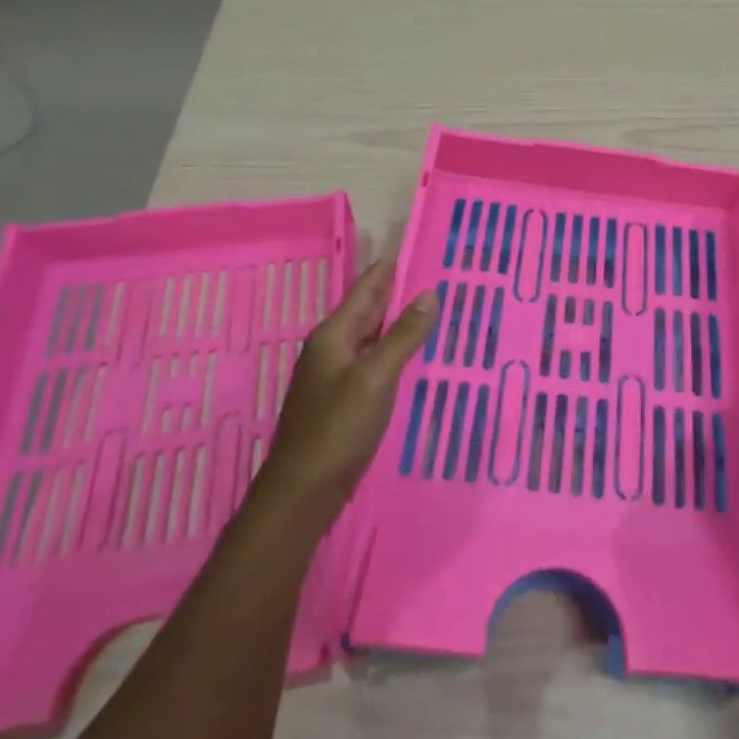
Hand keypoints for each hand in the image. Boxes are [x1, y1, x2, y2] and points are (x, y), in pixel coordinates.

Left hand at [247, 259, 438, 540]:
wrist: (303, 492)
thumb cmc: (338, 428)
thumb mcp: (376, 377)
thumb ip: (403, 335)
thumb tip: (429, 294)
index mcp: (334, 334)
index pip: (367, 288)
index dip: (392, 268)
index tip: (418, 246)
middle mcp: (331, 348)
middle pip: (368, 310)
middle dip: (398, 292)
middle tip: (436, 276)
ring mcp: (334, 376)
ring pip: (371, 336)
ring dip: (397, 322)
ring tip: (432, 309)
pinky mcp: (342, 400)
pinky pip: (372, 362)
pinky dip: (393, 351)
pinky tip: (412, 356)